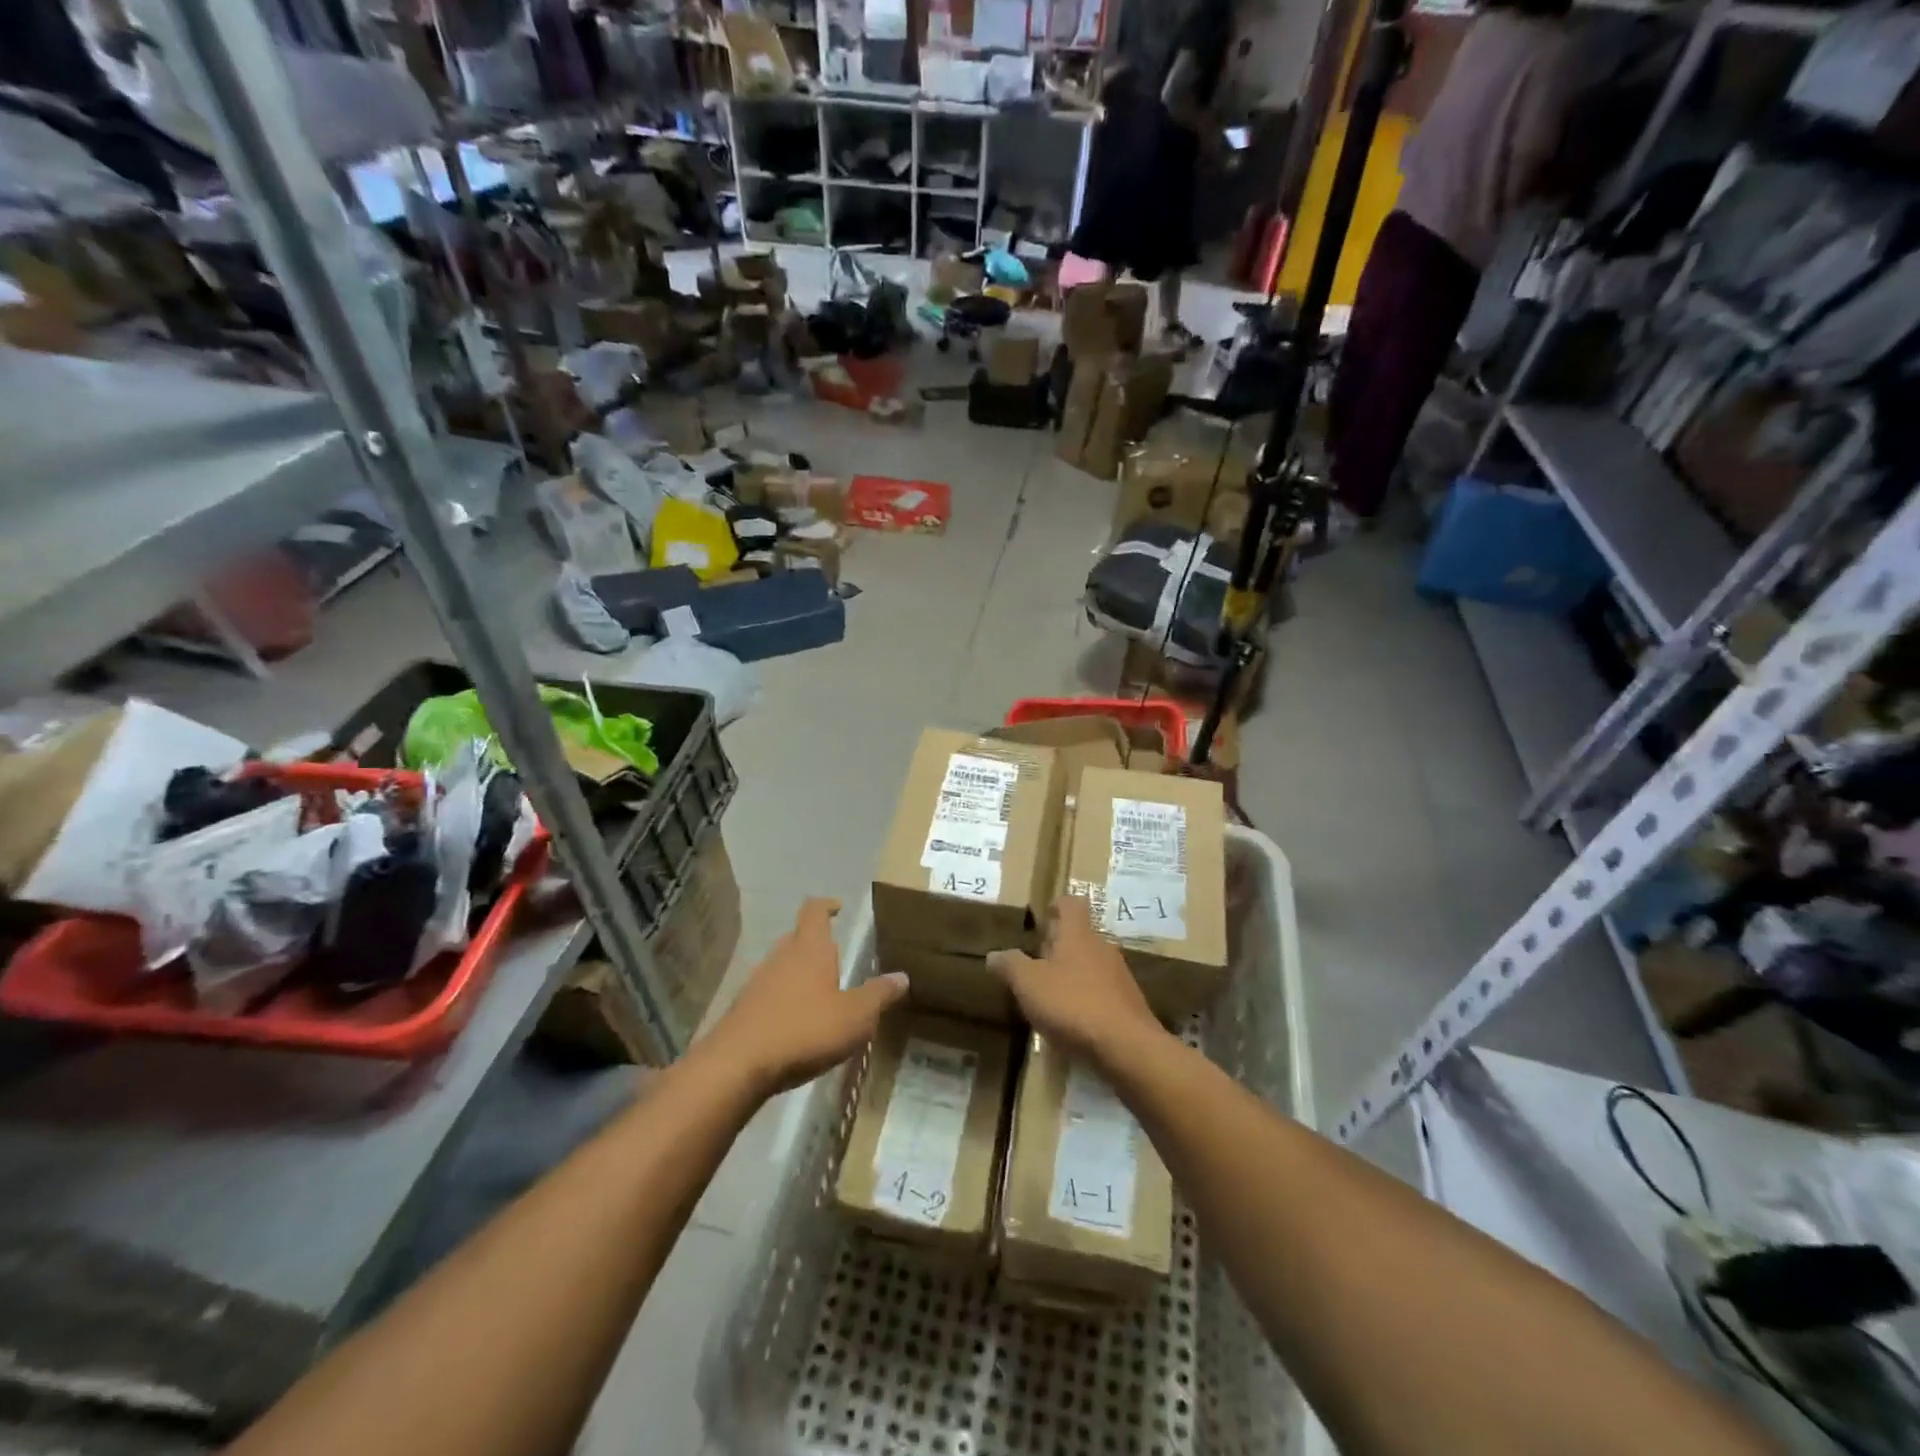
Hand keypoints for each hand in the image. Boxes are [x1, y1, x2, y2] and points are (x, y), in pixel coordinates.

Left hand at [701, 898, 907, 1098]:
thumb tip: (902, 976)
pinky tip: (797, 1023)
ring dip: (799, 973)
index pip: (814, 911)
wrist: (738, 1065)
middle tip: (835, 956)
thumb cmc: (804, 1030)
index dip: (826, 905)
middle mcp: (781, 957)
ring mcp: (757, 982)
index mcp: (809, 949)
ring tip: (820, 993)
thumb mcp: (855, 1016)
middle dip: (815, 943)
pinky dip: (784, 999)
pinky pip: (769, 994)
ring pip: (782, 966)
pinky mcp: (744, 1010)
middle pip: (797, 937)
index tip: (838, 906)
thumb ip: (878, 995)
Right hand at [988, 895, 1165, 1068]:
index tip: (1043, 917)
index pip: (1071, 904)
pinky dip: (1085, 1000)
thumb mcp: (1029, 984)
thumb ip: (1010, 965)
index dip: (1057, 906)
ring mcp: (1119, 977)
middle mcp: (1102, 948)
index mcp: (1078, 935)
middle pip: (1079, 936)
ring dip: (1071, 975)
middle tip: (1035, 962)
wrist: (1127, 1047)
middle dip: (1058, 946)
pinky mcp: (1128, 1005)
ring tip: (1049, 996)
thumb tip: (994, 954)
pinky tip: (1072, 1022)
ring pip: (1090, 965)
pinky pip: (1101, 993)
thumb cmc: (1072, 1004)